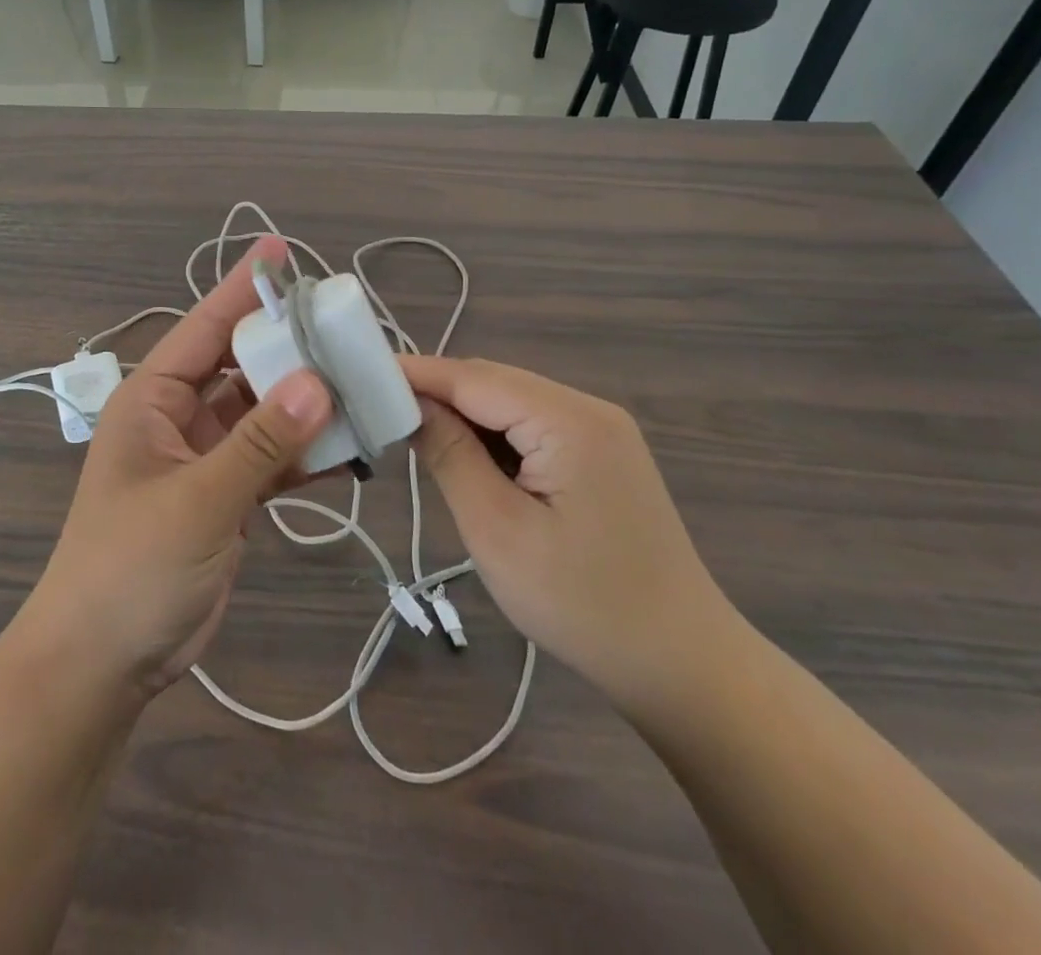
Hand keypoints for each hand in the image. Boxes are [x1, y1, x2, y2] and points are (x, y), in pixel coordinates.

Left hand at [18, 238, 332, 699]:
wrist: (102, 662)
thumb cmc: (131, 568)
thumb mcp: (199, 501)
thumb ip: (260, 443)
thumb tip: (319, 382)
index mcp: (151, 400)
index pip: (202, 329)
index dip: (241, 290)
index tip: (281, 252)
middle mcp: (177, 418)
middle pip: (240, 367)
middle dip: (287, 348)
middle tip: (345, 326)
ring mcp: (203, 459)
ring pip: (262, 414)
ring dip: (304, 404)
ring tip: (362, 383)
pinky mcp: (225, 497)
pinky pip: (270, 460)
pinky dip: (305, 454)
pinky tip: (351, 447)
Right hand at [401, 356, 738, 713]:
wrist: (683, 666)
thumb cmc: (582, 604)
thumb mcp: (497, 529)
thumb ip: (450, 454)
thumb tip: (411, 404)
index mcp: (569, 420)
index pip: (473, 377)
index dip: (414, 374)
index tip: (358, 375)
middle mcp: (588, 409)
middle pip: (493, 383)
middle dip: (435, 394)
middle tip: (377, 413)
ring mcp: (601, 432)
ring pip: (511, 404)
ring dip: (462, 416)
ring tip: (411, 437)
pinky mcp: (602, 456)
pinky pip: (533, 428)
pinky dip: (492, 437)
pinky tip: (467, 461)